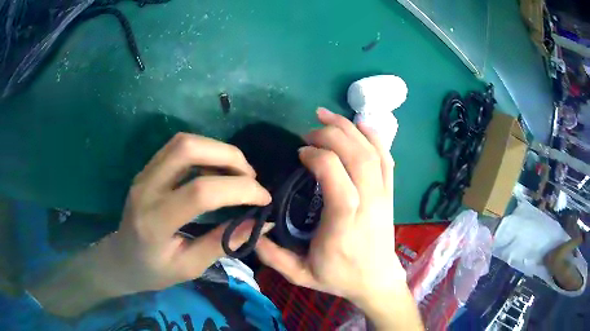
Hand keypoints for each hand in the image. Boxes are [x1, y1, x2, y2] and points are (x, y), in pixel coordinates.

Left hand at [93, 133, 272, 294]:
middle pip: (188, 149)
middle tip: (251, 178)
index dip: (239, 190)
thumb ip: (223, 243)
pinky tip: (216, 169)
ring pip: (183, 141)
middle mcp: (146, 189)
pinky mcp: (147, 168)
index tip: (264, 199)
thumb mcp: (190, 267)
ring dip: (218, 150)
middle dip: (229, 157)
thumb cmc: (154, 271)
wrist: (121, 259)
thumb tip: (260, 221)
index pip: (200, 192)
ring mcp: (144, 174)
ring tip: (238, 172)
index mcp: (155, 222)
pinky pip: (178, 147)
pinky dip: (205, 151)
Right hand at [256, 109, 407, 306]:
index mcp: (344, 222)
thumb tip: (250, 229)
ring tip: (326, 115)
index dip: (316, 156)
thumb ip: (272, 255)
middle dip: (331, 133)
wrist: (377, 281)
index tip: (299, 154)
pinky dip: (372, 136)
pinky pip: (386, 157)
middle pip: (356, 154)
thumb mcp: (300, 274)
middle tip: (309, 132)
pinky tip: (357, 125)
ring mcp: (384, 195)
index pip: (335, 174)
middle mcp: (369, 202)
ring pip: (372, 151)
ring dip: (349, 127)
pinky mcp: (390, 192)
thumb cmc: (340, 277)